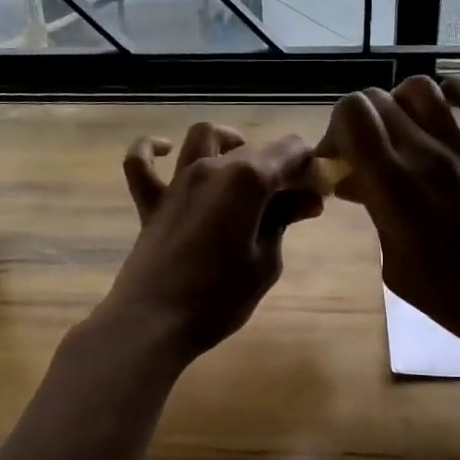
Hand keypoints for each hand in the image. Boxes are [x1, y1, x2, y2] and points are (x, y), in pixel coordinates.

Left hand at [99, 123, 322, 363]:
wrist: (155, 322)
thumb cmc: (219, 297)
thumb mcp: (265, 262)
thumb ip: (283, 221)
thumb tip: (308, 199)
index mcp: (247, 179)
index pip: (290, 151)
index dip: (308, 167)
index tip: (317, 192)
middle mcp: (211, 168)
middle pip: (254, 148)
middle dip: (281, 164)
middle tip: (295, 200)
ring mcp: (177, 182)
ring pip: (203, 137)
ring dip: (229, 143)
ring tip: (244, 166)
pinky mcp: (151, 202)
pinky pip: (142, 163)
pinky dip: (153, 149)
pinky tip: (168, 150)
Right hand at [320, 76, 459, 365]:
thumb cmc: (458, 298)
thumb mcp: (397, 269)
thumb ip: (374, 217)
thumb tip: (357, 184)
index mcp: (393, 185)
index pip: (353, 116)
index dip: (334, 131)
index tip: (335, 163)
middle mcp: (425, 154)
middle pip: (377, 99)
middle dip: (355, 121)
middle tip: (358, 156)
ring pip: (421, 89)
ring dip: (397, 103)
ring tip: (395, 135)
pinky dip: (456, 93)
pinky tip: (443, 109)